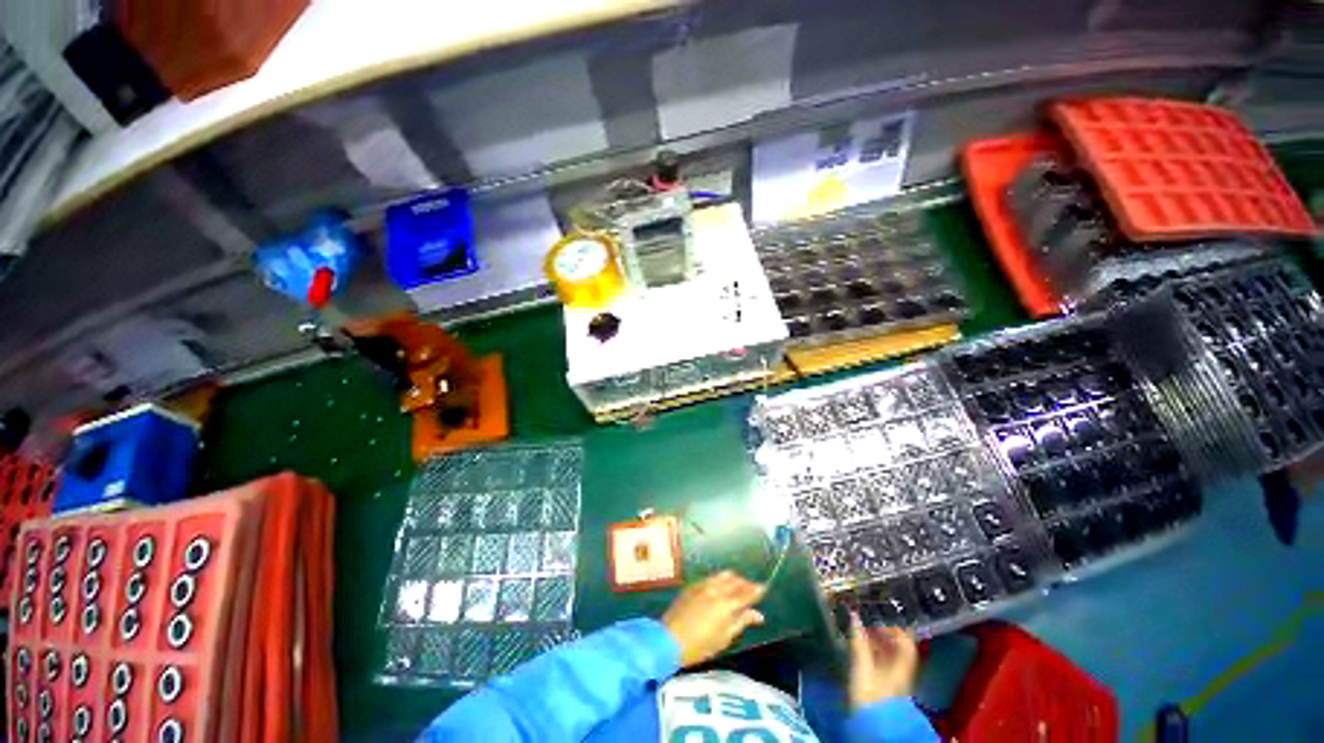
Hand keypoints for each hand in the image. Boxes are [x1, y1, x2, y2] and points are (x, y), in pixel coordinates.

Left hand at [662, 571, 766, 667]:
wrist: (669, 639)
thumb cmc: (700, 645)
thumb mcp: (724, 638)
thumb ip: (741, 622)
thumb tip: (758, 614)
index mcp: (726, 604)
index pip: (747, 592)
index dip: (757, 589)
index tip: (765, 587)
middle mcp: (716, 589)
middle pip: (735, 580)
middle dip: (745, 583)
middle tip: (751, 591)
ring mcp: (703, 584)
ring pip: (723, 575)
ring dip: (733, 579)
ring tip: (736, 589)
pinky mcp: (693, 585)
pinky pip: (711, 577)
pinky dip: (720, 580)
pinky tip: (719, 588)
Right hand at [847, 614, 919, 709]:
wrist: (871, 724)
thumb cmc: (868, 693)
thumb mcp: (861, 665)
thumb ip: (858, 640)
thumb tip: (853, 614)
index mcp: (902, 665)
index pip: (906, 641)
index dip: (895, 627)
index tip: (879, 617)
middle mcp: (902, 671)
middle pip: (898, 648)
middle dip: (884, 633)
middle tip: (867, 623)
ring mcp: (895, 680)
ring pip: (891, 656)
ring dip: (878, 642)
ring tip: (862, 633)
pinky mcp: (886, 686)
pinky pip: (885, 664)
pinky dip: (876, 653)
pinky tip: (863, 649)